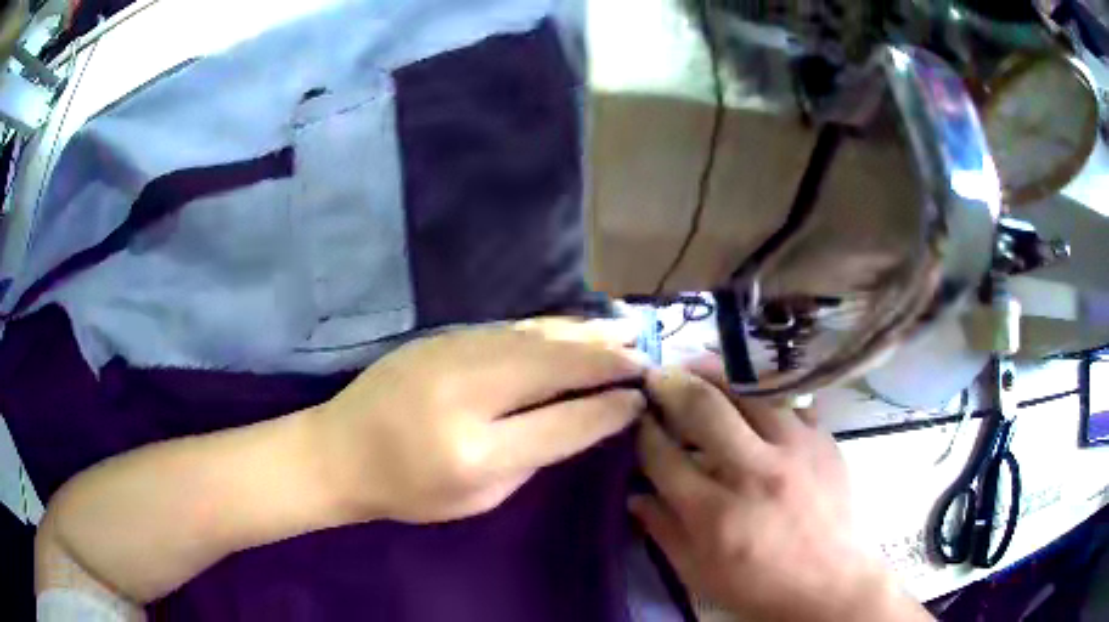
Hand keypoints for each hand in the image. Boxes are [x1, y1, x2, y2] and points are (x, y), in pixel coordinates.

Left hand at [313, 317, 646, 523]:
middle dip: (607, 357)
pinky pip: (511, 328)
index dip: (608, 407)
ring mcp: (451, 354)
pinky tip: (573, 326)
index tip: (642, 396)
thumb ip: (535, 454)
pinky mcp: (442, 337)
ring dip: (585, 332)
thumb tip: (584, 416)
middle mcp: (467, 392)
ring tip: (624, 329)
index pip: (563, 421)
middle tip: (647, 353)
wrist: (339, 450)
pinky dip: (550, 327)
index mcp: (477, 452)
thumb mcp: (480, 496)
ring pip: (535, 336)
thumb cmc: (409, 489)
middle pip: (554, 365)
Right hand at [631, 359, 931, 621]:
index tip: (635, 416)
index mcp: (715, 514)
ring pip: (749, 391)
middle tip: (656, 375)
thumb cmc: (759, 587)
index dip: (643, 431)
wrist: (831, 584)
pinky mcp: (823, 441)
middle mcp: (754, 473)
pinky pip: (790, 400)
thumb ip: (663, 531)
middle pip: (704, 409)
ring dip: (715, 373)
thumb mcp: (698, 573)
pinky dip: (764, 391)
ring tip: (696, 366)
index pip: (664, 456)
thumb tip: (633, 495)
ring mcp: (795, 450)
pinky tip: (751, 393)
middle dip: (671, 384)